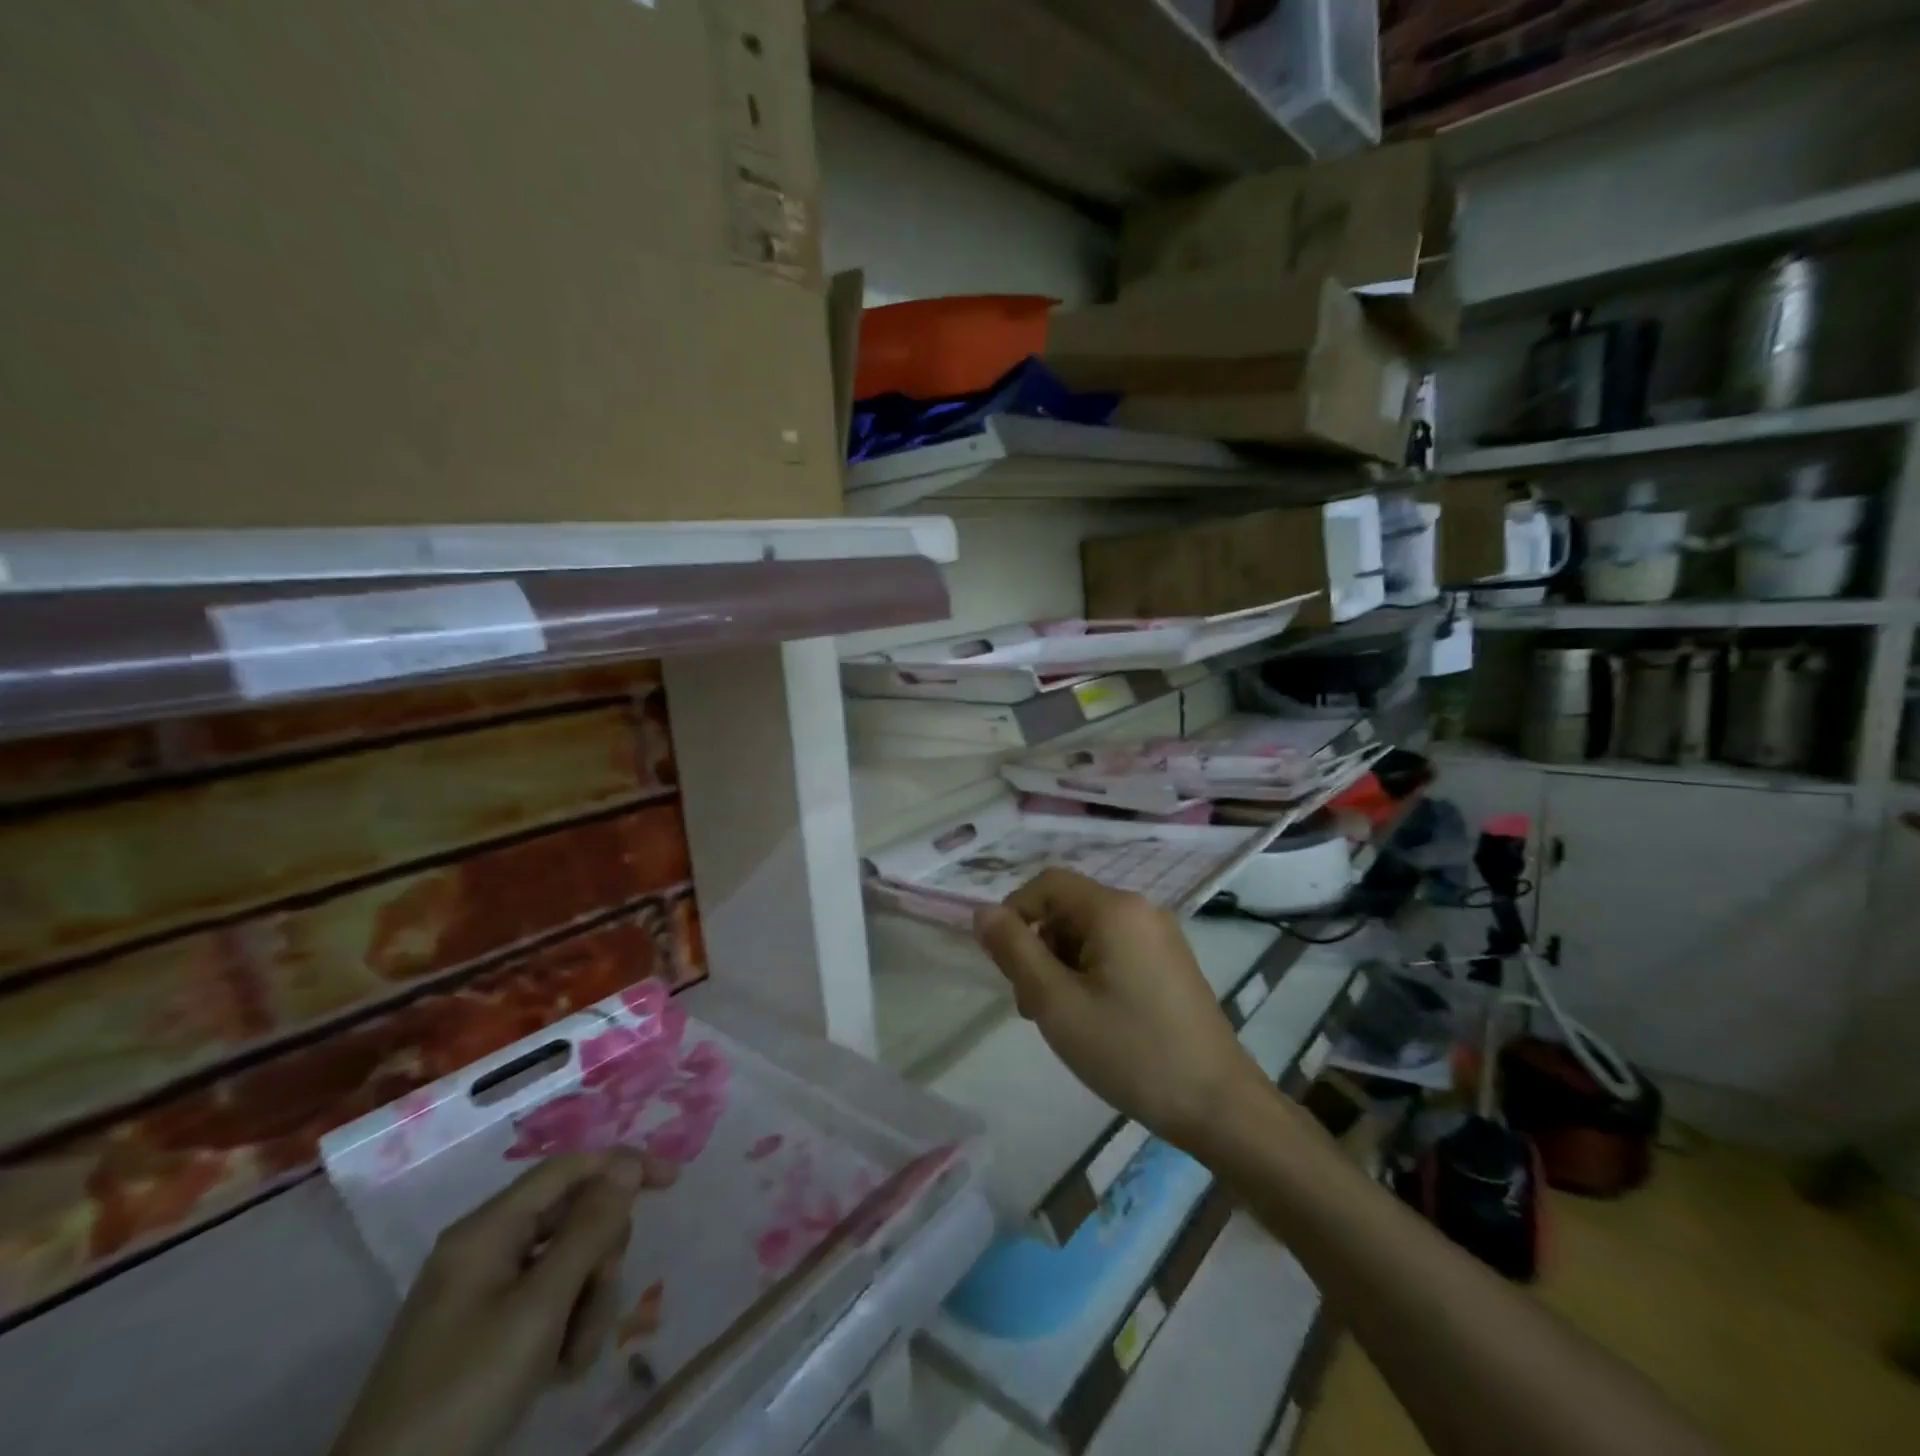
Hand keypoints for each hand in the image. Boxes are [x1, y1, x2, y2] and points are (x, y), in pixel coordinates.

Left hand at [331, 1150, 675, 1455]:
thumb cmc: (465, 1389)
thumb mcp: (540, 1308)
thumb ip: (589, 1229)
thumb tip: (627, 1163)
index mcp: (488, 1230)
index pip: (569, 1168)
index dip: (622, 1165)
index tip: (672, 1182)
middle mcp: (486, 1249)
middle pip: (572, 1218)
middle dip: (599, 1259)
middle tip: (596, 1304)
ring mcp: (483, 1293)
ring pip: (566, 1265)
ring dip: (585, 1304)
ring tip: (573, 1358)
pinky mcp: (485, 1332)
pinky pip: (546, 1303)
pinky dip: (564, 1329)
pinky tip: (559, 1371)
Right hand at [974, 869, 1264, 1150]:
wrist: (1218, 1105)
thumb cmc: (1130, 1051)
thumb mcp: (1056, 1003)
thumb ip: (1014, 951)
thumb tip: (982, 912)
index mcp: (1115, 909)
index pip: (1047, 884)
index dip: (1014, 913)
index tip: (1004, 964)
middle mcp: (1141, 909)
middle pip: (1068, 908)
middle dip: (1039, 946)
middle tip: (1032, 1005)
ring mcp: (1161, 936)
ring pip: (1090, 932)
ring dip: (1062, 964)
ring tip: (1061, 1019)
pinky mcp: (1171, 962)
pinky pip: (1116, 949)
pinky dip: (1091, 973)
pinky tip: (1093, 1018)